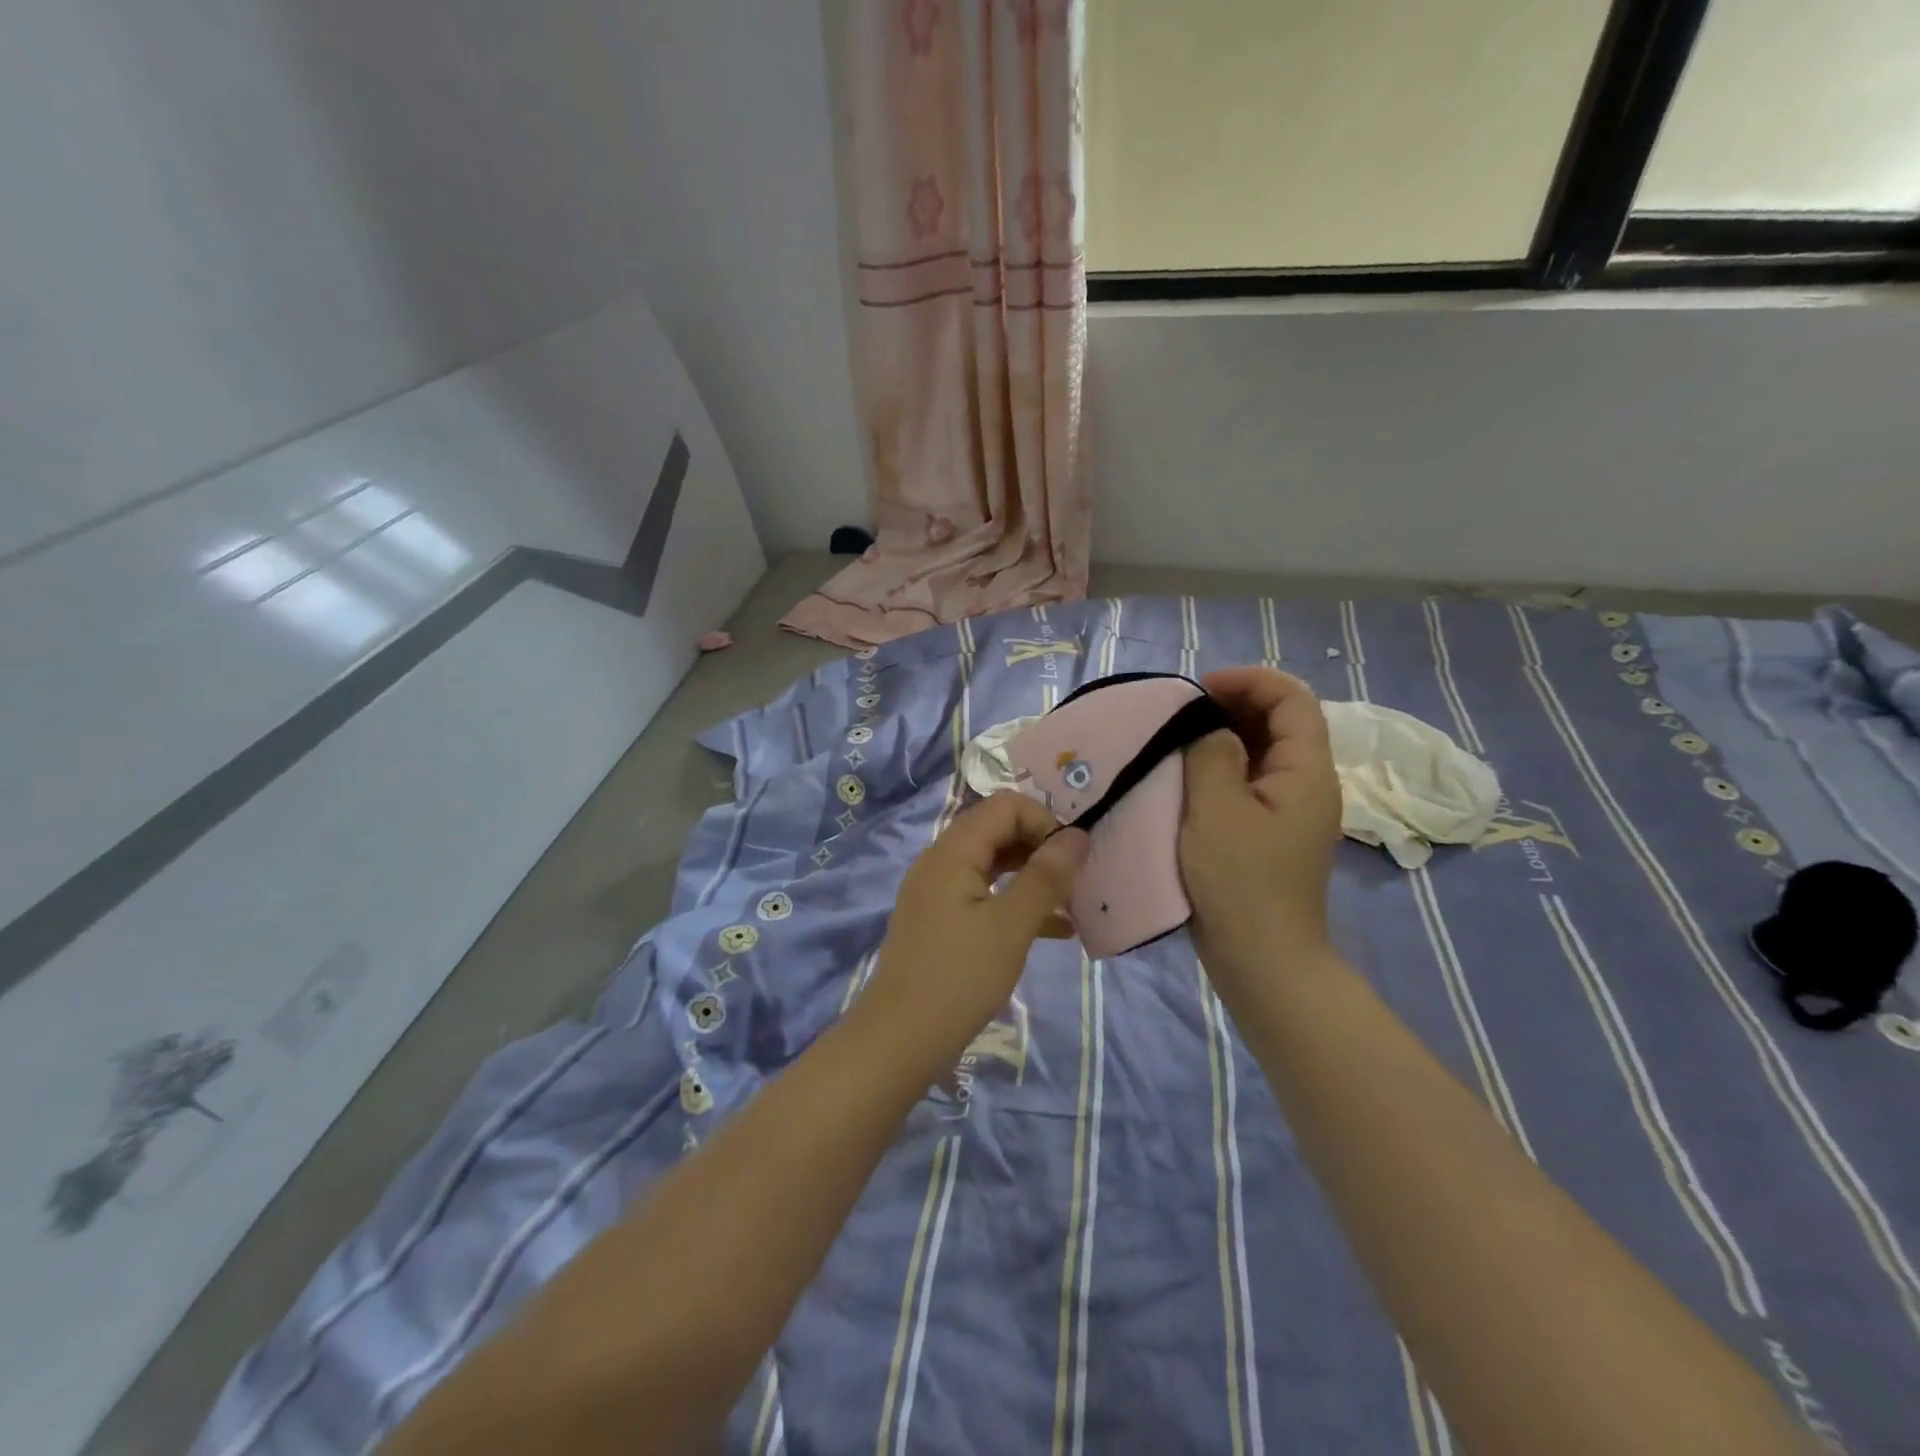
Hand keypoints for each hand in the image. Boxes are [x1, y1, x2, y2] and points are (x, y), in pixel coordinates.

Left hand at [858, 792, 1090, 1071]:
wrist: (900, 1039)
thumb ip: (1046, 877)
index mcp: (953, 851)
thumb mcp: (1012, 925)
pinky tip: (1057, 931)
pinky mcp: (941, 920)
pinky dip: (1017, 904)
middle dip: (1042, 849)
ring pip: (994, 865)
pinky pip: (985, 896)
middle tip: (1077, 881)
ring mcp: (938, 891)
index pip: (1006, 806)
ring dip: (1034, 878)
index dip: (1045, 822)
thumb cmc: (959, 977)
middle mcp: (941, 861)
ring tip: (1074, 903)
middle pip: (999, 831)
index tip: (1073, 859)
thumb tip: (1078, 835)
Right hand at [1180, 667, 1342, 978]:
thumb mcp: (1216, 810)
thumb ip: (1212, 754)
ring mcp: (1290, 809)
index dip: (1249, 680)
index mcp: (1307, 771)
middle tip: (1182, 711)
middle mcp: (1308, 783)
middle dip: (1234, 703)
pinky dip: (1222, 765)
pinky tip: (1187, 774)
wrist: (1261, 958)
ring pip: (1263, 750)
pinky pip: (1251, 780)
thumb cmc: (1239, 881)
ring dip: (1224, 734)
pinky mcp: (1270, 830)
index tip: (1198, 688)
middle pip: (1281, 720)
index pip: (1292, 699)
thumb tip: (1210, 729)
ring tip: (1179, 737)